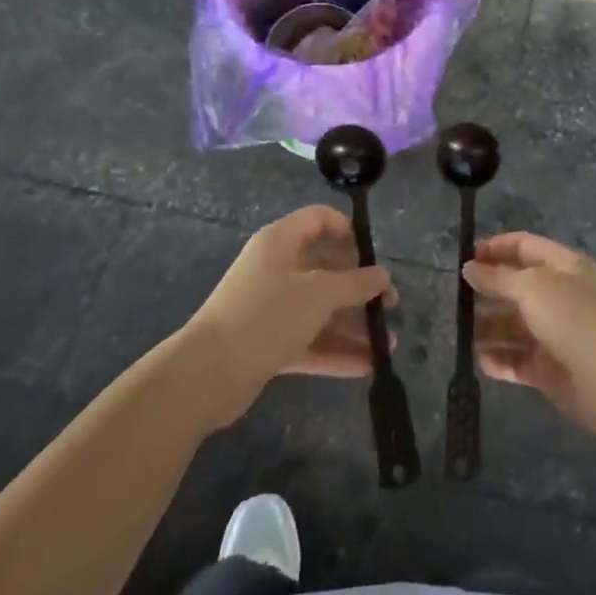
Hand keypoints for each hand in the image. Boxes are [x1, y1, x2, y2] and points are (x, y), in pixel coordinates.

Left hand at [184, 206, 394, 429]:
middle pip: (325, 269)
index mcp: (280, 242)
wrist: (206, 375)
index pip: (319, 220)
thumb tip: (382, 276)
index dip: (348, 231)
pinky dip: (334, 351)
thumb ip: (355, 284)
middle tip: (388, 305)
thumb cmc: (266, 315)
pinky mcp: (267, 343)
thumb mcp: (318, 293)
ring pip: (319, 310)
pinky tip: (366, 367)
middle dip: (359, 288)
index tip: (371, 256)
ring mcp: (270, 308)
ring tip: (386, 346)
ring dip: (352, 326)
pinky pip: (308, 341)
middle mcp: (275, 269)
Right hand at [464, 232, 595, 439]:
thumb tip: (470, 268)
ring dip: (490, 328)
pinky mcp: (553, 371)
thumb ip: (498, 277)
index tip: (467, 258)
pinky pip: (520, 361)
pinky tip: (480, 361)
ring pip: (517, 326)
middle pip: (519, 287)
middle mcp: (563, 296)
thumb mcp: (532, 287)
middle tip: (458, 299)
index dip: (496, 248)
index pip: (526, 247)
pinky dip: (501, 360)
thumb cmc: (574, 319)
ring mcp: (558, 335)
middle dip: (490, 291)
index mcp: (565, 266)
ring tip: (463, 333)